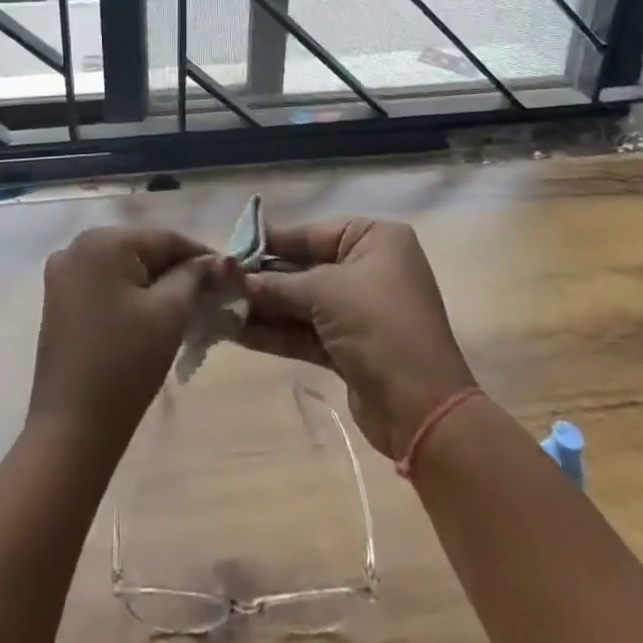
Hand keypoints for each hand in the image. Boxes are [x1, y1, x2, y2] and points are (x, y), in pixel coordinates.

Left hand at [27, 227, 232, 455]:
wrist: (73, 428)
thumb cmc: (125, 363)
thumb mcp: (170, 313)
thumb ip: (195, 277)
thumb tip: (219, 262)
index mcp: (102, 241)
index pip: (164, 238)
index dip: (201, 254)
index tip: (230, 273)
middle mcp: (76, 247)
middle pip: (142, 250)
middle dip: (177, 270)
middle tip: (211, 293)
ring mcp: (63, 275)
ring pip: (123, 268)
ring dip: (155, 283)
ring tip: (189, 306)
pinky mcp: (58, 302)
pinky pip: (105, 285)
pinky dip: (131, 295)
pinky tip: (153, 316)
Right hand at [237, 217, 475, 458]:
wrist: (422, 408)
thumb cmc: (378, 326)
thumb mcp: (325, 292)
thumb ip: (278, 284)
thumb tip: (238, 280)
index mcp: (375, 240)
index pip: (313, 233)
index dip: (272, 241)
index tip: (232, 247)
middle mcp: (369, 268)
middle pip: (305, 267)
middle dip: (264, 279)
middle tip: (220, 281)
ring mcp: (360, 310)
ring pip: (302, 302)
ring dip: (265, 307)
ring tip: (219, 307)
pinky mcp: (350, 347)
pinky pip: (306, 331)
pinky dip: (276, 331)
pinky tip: (237, 332)